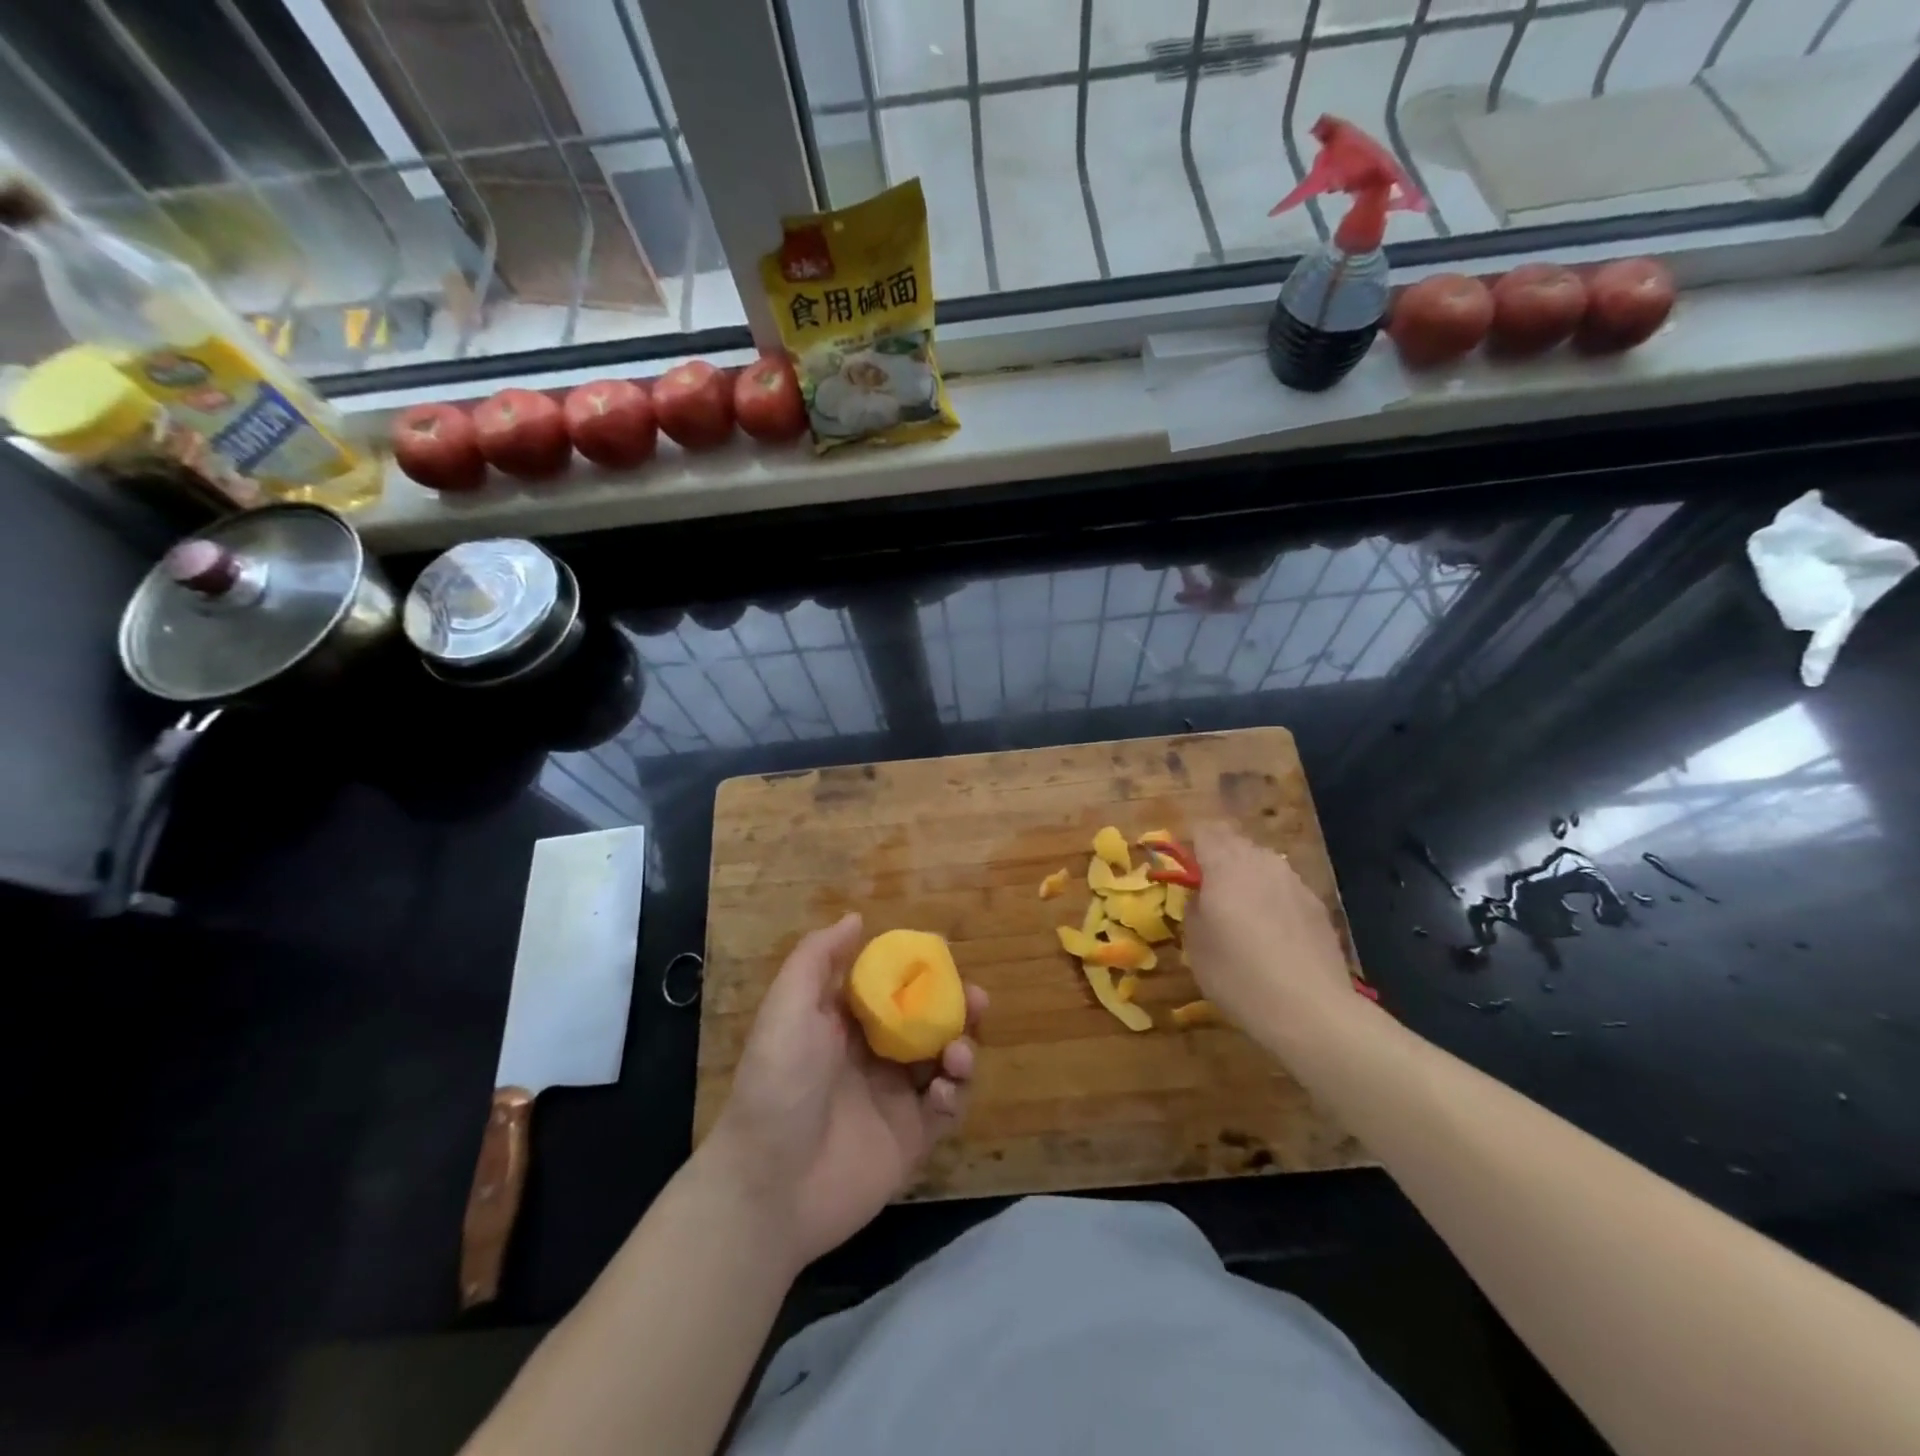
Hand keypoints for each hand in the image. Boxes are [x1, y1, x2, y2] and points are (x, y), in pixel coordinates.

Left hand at [699, 913, 986, 1270]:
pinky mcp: (911, 1140)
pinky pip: (947, 1109)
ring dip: (962, 1049)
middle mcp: (873, 1057)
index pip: (893, 989)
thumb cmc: (779, 1083)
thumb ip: (818, 958)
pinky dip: (956, 1094)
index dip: (921, 973)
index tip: (945, 959)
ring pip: (944, 1062)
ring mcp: (894, 1099)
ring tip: (958, 1053)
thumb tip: (855, 918)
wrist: (768, 1186)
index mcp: (845, 1025)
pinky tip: (945, 1091)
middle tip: (976, 1000)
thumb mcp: (788, 1007)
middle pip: (927, 1023)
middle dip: (956, 1009)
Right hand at [1183, 824, 1354, 1028]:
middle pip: (1235, 842)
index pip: (1204, 829)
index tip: (1183, 866)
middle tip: (1208, 890)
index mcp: (1225, 866)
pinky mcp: (1316, 904)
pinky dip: (1272, 897)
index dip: (1191, 842)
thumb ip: (1193, 909)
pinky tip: (1272, 932)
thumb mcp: (1195, 946)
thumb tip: (1199, 896)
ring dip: (1247, 876)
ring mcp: (1294, 881)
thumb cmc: (1239, 976)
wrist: (1311, 1011)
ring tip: (1241, 911)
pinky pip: (1284, 887)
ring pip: (1262, 863)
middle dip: (1219, 857)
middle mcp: (1261, 863)